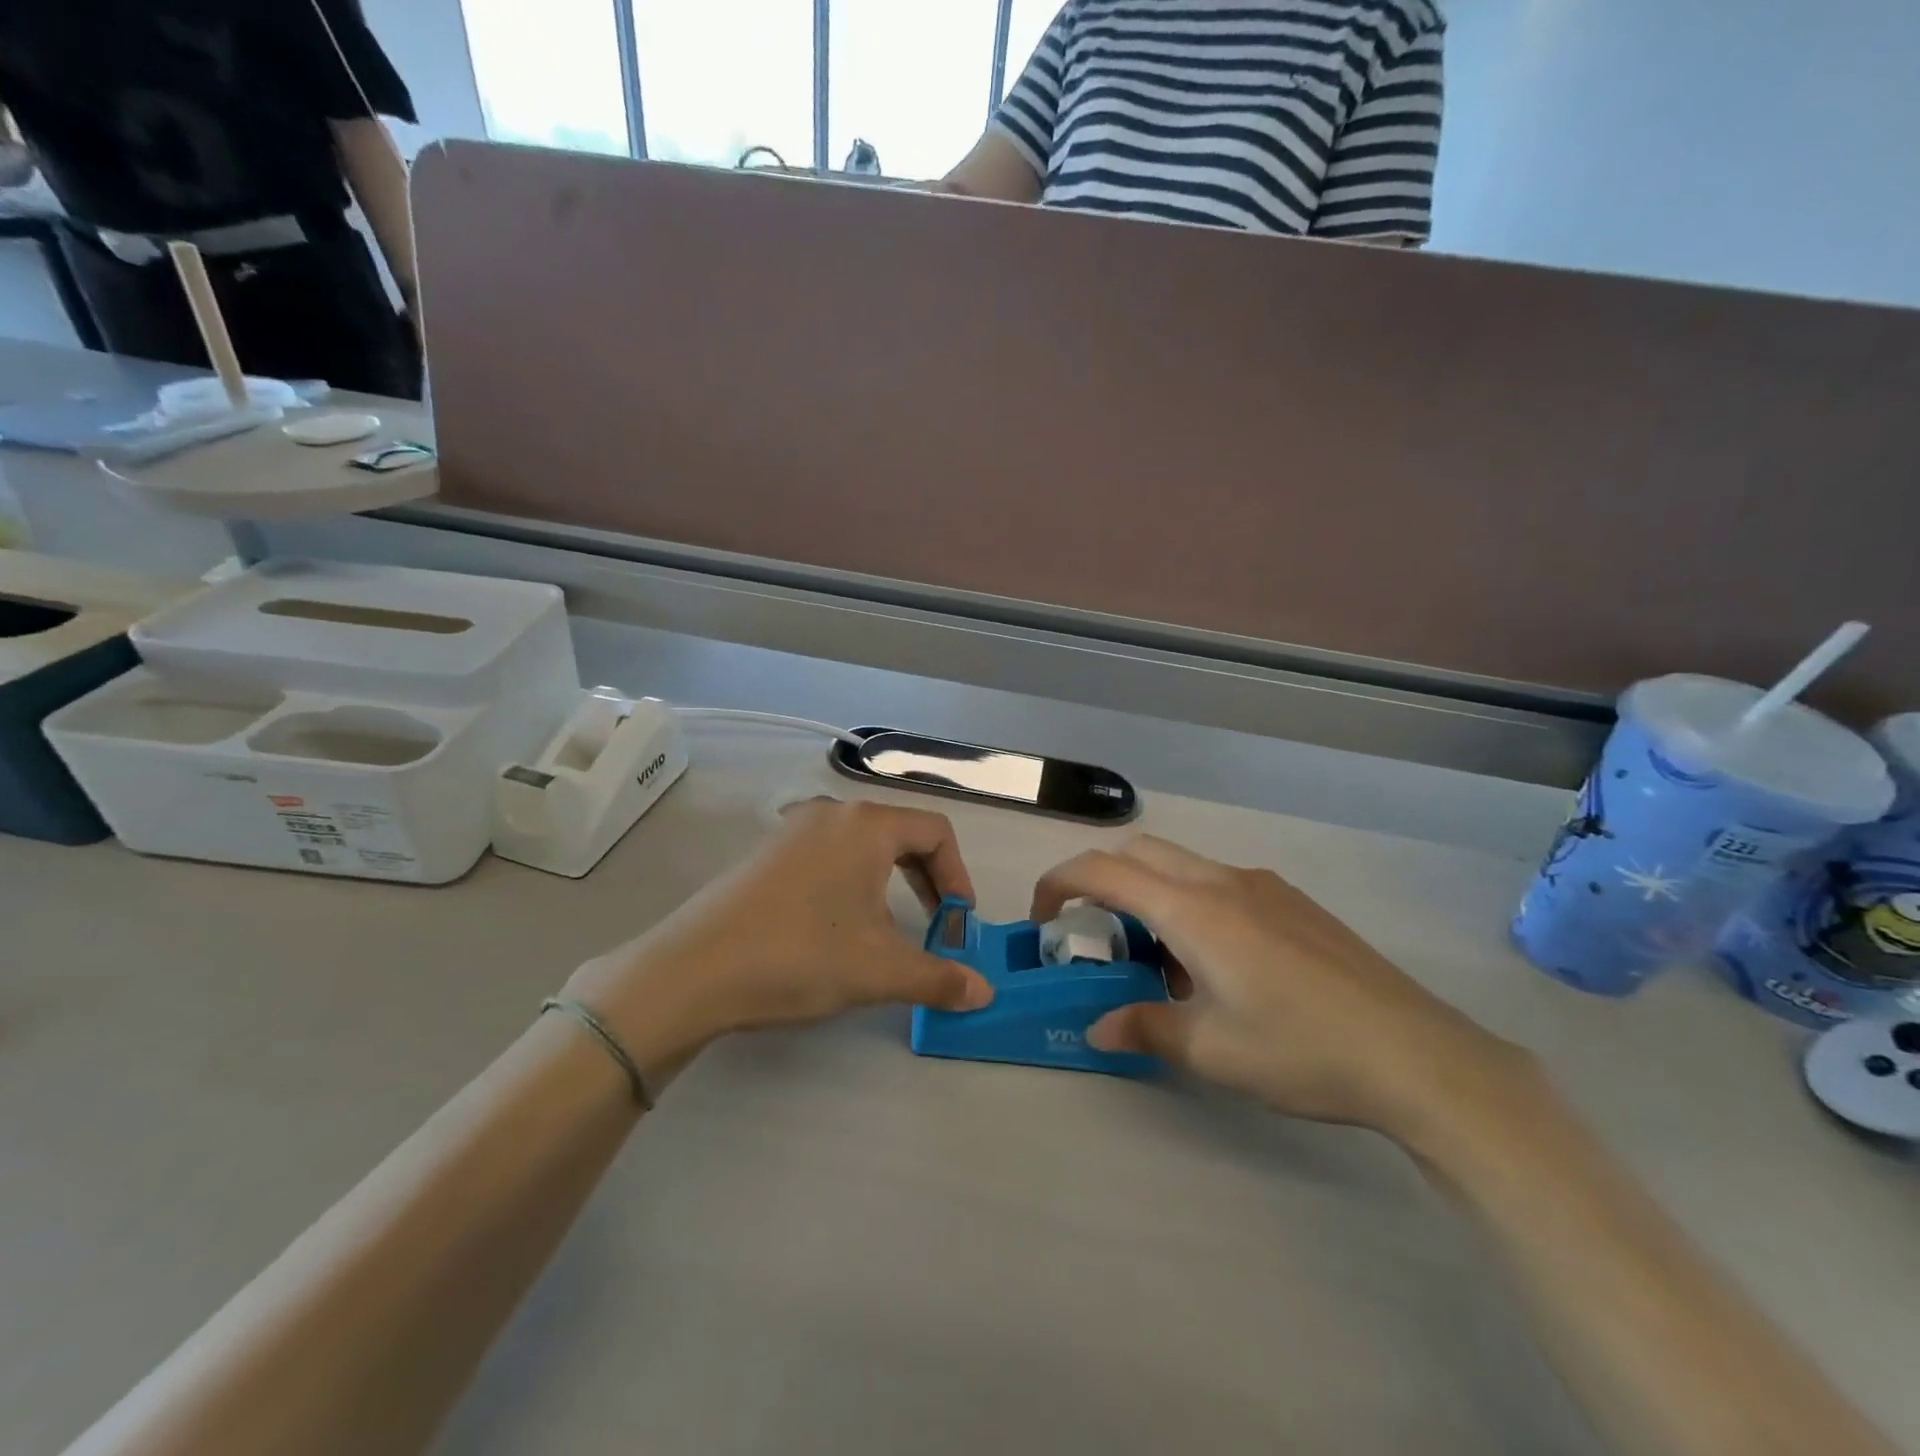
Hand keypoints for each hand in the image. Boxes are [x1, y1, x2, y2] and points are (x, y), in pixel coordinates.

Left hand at [565, 800, 994, 1079]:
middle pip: (901, 833)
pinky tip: (836, 929)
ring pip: (863, 846)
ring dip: (890, 884)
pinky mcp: (766, 853)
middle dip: (927, 880)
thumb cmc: (798, 956)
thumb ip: (938, 977)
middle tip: (934, 926)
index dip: (958, 875)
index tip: (957, 922)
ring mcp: (792, 830)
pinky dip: (851, 884)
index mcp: (865, 825)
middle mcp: (831, 814)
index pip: (936, 831)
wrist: (691, 971)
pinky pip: (828, 855)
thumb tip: (984, 994)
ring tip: (886, 933)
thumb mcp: (878, 970)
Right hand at [1032, 837, 1527, 1139]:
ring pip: (1181, 866)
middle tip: (1097, 937)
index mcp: (1194, 909)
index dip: (1059, 884)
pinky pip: (1219, 884)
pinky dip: (1190, 904)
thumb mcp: (1211, 1050)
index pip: (1103, 871)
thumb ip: (1144, 1028)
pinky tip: (1219, 967)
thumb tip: (1098, 1027)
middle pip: (1138, 852)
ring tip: (1162, 966)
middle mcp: (1223, 881)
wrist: (1419, 1054)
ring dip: (1150, 896)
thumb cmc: (1302, 1049)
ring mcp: (1263, 886)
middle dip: (1101, 881)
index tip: (1043, 920)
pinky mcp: (1293, 902)